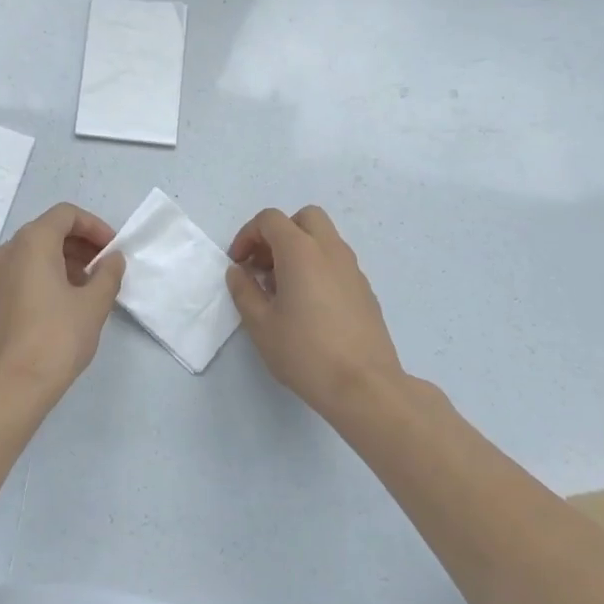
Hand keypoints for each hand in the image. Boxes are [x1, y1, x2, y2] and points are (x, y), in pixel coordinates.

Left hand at [0, 203, 125, 395]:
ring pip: (34, 252)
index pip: (66, 215)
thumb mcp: (93, 304)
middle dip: (81, 244)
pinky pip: (22, 271)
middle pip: (48, 230)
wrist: (10, 386)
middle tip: (106, 268)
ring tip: (90, 287)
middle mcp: (8, 249)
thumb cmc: (56, 338)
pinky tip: (66, 302)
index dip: (94, 227)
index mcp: (31, 242)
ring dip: (65, 260)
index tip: (113, 250)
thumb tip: (112, 259)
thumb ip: (108, 274)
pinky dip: (46, 275)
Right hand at [227, 206, 406, 414]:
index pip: (270, 220)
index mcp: (301, 251)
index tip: (239, 264)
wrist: (364, 386)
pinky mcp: (365, 289)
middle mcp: (330, 250)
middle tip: (264, 265)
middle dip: (279, 233)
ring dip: (299, 249)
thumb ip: (244, 290)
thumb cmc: (305, 352)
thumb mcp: (260, 324)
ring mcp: (352, 268)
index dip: (248, 235)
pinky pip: (336, 262)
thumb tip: (238, 271)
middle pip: (304, 218)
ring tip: (283, 288)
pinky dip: (317, 267)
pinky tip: (308, 305)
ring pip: (324, 238)